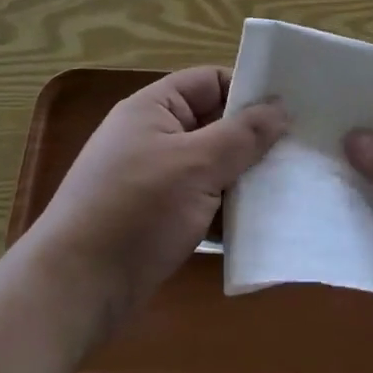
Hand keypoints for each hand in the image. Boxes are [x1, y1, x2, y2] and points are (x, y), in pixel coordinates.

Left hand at [28, 67, 287, 336]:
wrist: (74, 291)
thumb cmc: (135, 212)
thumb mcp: (196, 166)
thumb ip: (243, 135)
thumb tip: (281, 108)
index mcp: (154, 109)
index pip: (211, 81)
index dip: (248, 91)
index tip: (291, 113)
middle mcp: (152, 136)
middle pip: (214, 124)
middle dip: (253, 140)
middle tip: (299, 154)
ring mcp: (153, 179)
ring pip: (211, 166)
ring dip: (243, 179)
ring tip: (288, 189)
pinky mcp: (156, 217)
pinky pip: (201, 201)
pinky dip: (226, 210)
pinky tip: (259, 225)